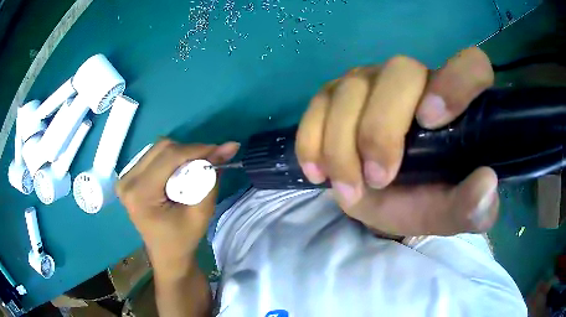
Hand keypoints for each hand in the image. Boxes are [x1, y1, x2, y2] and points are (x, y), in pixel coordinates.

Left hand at [116, 140, 239, 265]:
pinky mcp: (128, 177)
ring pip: (158, 149)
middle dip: (189, 151)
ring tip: (194, 169)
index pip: (169, 157)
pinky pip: (153, 156)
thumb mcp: (201, 213)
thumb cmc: (182, 239)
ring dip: (180, 154)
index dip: (197, 149)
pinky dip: (171, 159)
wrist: (166, 254)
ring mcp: (125, 178)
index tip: (220, 150)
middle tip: (209, 161)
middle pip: (162, 148)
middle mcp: (127, 181)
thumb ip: (212, 178)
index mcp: (140, 194)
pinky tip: (179, 172)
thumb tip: (229, 146)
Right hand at [296, 47, 497, 235]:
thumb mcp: (450, 214)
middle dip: (382, 129)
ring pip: (352, 89)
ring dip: (343, 147)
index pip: (471, 65)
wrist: (379, 200)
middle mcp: (415, 80)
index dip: (455, 81)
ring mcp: (371, 82)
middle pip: (399, 71)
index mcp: (455, 105)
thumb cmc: (422, 202)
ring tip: (349, 189)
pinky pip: (317, 104)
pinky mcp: (335, 94)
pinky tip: (318, 171)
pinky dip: (312, 140)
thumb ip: (473, 207)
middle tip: (379, 179)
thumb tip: (487, 182)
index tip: (429, 122)